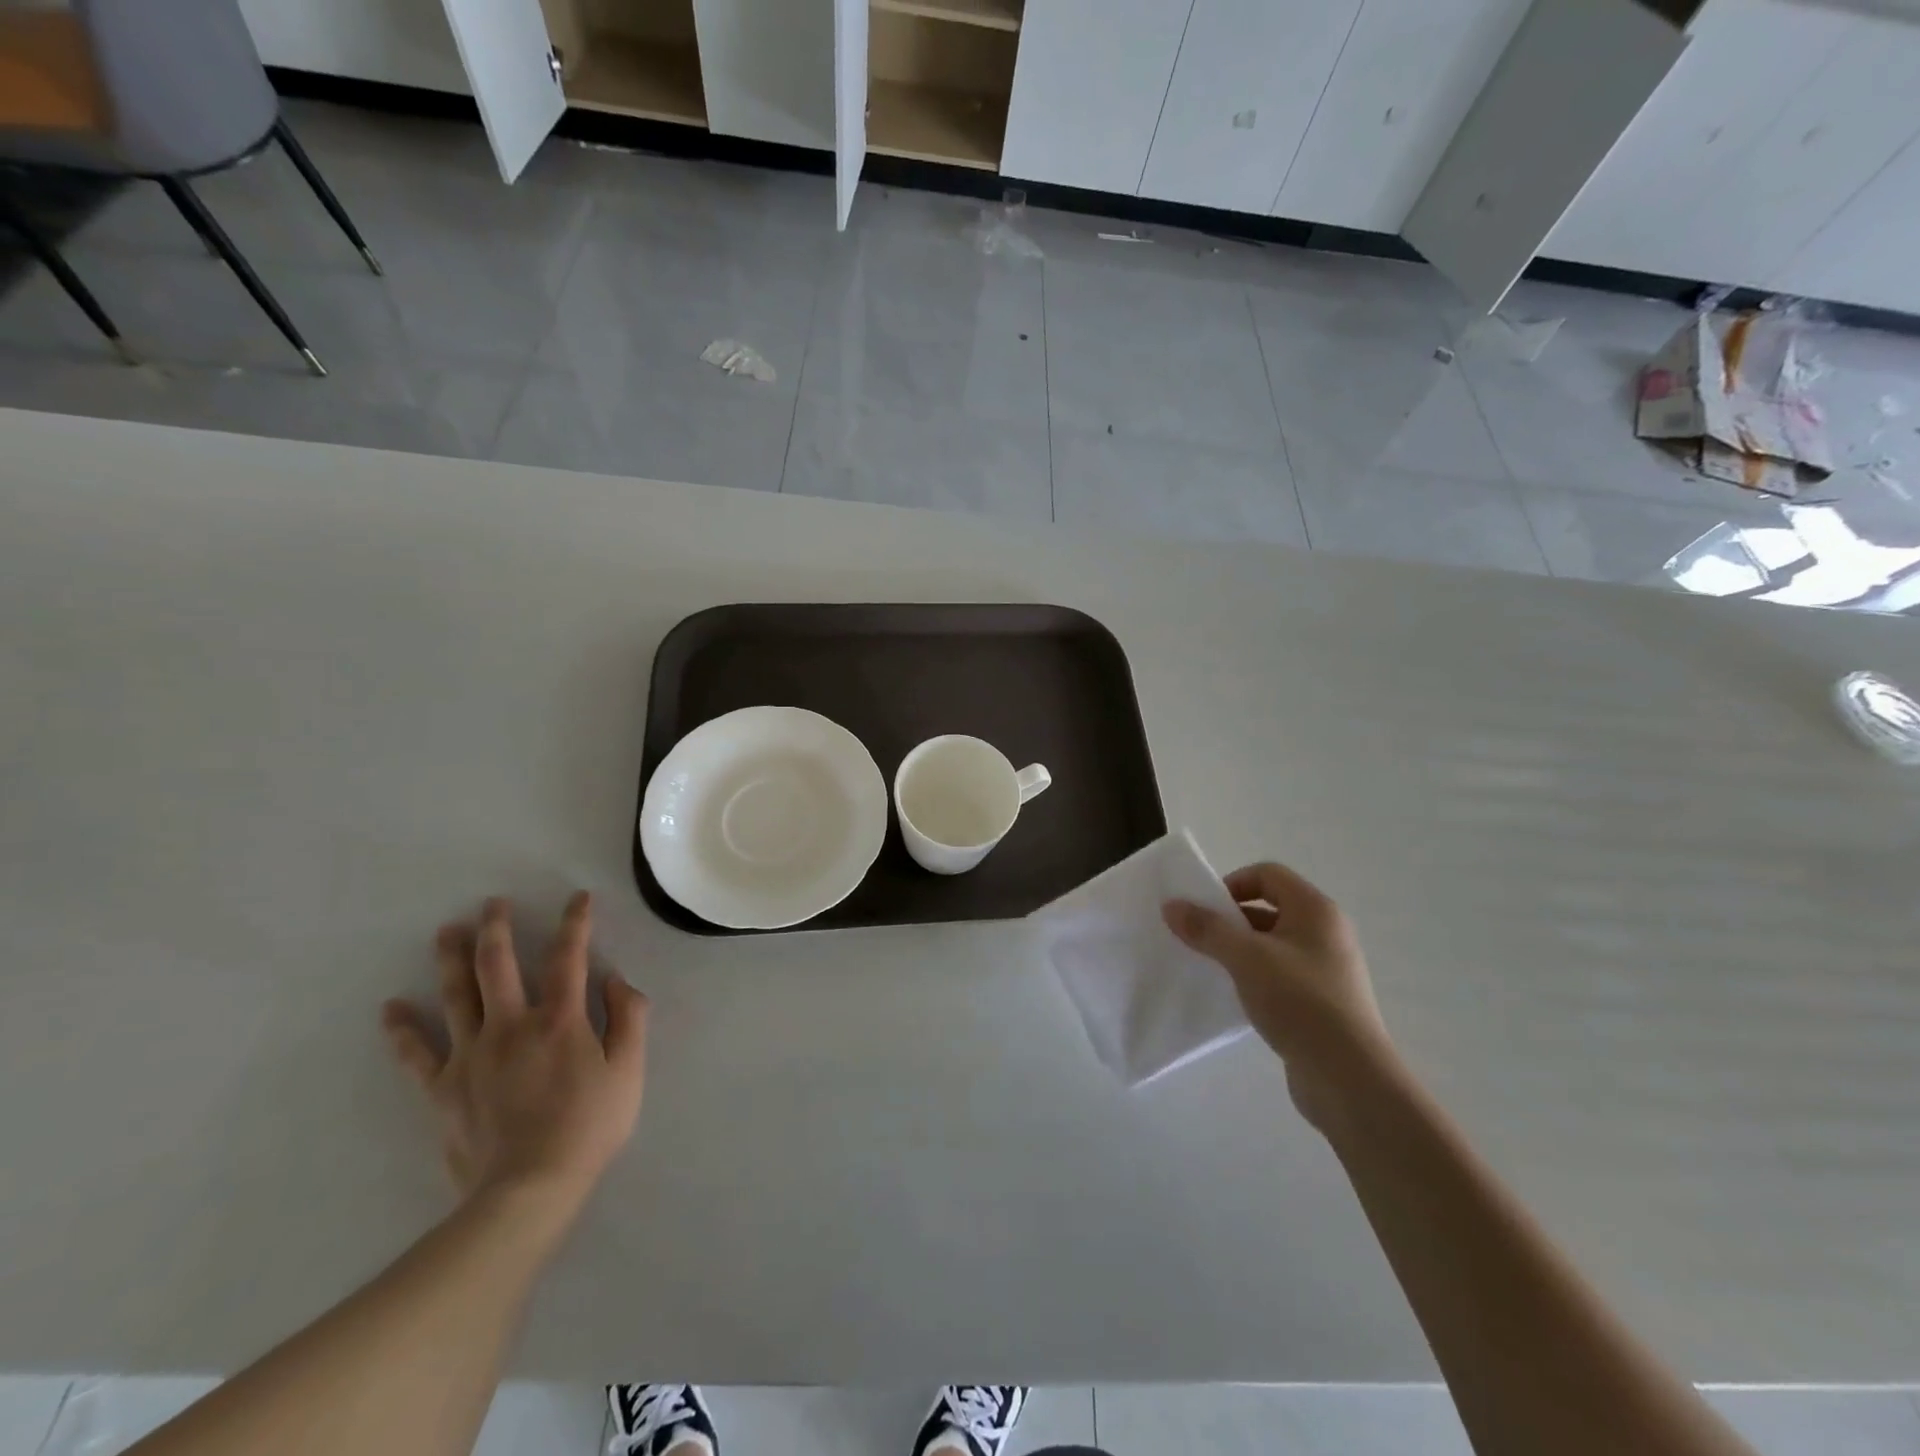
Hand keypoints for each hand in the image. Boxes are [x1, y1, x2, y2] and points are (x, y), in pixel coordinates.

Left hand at [382, 892, 648, 1209]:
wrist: (528, 1189)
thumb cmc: (589, 1126)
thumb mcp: (629, 1070)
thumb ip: (628, 1018)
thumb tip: (616, 979)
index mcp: (559, 1019)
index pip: (568, 957)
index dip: (575, 923)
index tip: (578, 898)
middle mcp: (511, 1025)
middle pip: (496, 965)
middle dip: (496, 929)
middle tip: (492, 904)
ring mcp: (471, 1055)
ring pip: (455, 996)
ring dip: (450, 959)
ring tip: (445, 931)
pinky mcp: (443, 1088)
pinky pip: (416, 1054)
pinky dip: (402, 1030)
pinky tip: (391, 1008)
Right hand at [1164, 862, 1394, 1130]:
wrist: (1349, 1078)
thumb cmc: (1300, 1002)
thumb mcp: (1246, 958)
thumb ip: (1207, 929)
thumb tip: (1171, 906)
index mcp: (1316, 910)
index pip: (1268, 874)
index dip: (1232, 884)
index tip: (1205, 911)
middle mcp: (1325, 932)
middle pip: (1268, 907)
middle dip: (1230, 919)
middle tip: (1199, 939)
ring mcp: (1325, 968)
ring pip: (1271, 943)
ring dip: (1239, 950)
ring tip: (1211, 968)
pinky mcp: (1320, 1001)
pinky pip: (1279, 974)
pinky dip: (1253, 976)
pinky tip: (1234, 996)